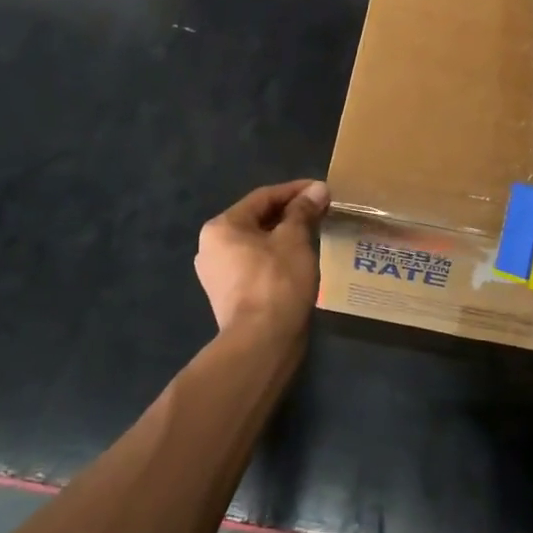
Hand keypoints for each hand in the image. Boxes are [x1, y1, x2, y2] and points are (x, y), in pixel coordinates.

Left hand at [195, 180, 328, 337]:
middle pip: (257, 220)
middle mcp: (211, 247)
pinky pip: (255, 266)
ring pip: (256, 244)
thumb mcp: (294, 239)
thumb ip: (303, 211)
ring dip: (284, 237)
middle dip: (290, 214)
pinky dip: (276, 258)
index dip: (295, 191)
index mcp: (221, 227)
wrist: (261, 343)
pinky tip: (298, 261)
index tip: (321, 190)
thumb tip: (317, 189)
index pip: (263, 197)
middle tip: (320, 211)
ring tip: (313, 234)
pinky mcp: (229, 297)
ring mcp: (217, 275)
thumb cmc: (277, 281)